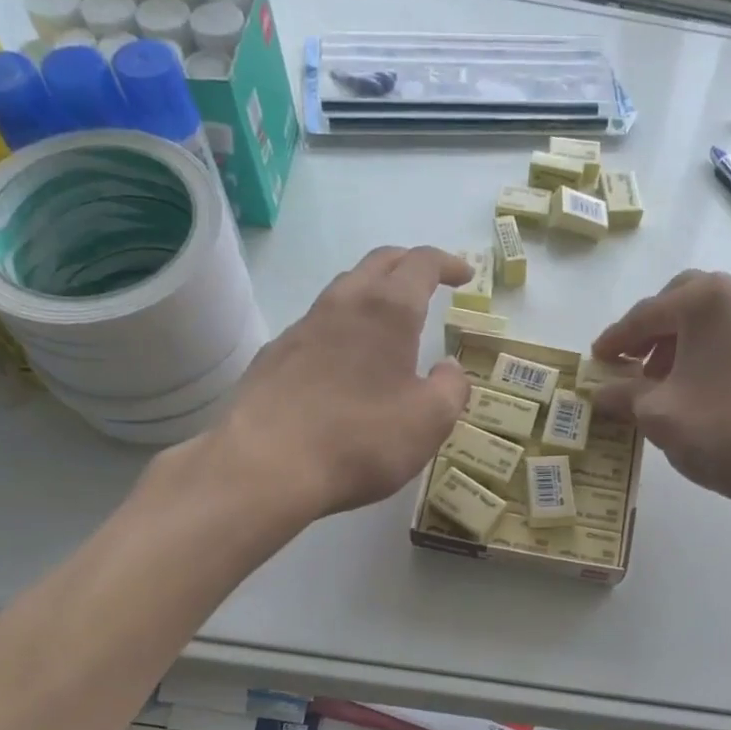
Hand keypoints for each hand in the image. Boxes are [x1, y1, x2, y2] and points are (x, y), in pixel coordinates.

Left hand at [151, 246, 471, 525]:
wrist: (266, 466)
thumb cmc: (362, 439)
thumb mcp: (430, 420)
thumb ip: (452, 387)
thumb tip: (448, 367)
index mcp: (387, 311)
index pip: (421, 263)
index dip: (447, 263)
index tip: (464, 275)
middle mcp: (343, 304)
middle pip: (378, 262)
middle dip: (409, 263)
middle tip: (430, 281)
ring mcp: (302, 327)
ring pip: (344, 289)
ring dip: (373, 291)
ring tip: (390, 318)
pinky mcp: (274, 356)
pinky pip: (317, 324)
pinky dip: (343, 325)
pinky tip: (345, 358)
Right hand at [591, 270, 730, 519]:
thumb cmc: (721, 431)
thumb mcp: (657, 414)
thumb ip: (622, 394)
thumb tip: (599, 391)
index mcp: (706, 301)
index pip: (645, 315)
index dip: (615, 340)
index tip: (595, 360)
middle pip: (678, 302)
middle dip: (649, 331)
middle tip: (627, 363)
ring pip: (705, 318)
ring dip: (674, 341)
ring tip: (655, 381)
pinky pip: (727, 335)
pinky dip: (701, 350)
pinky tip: (689, 386)